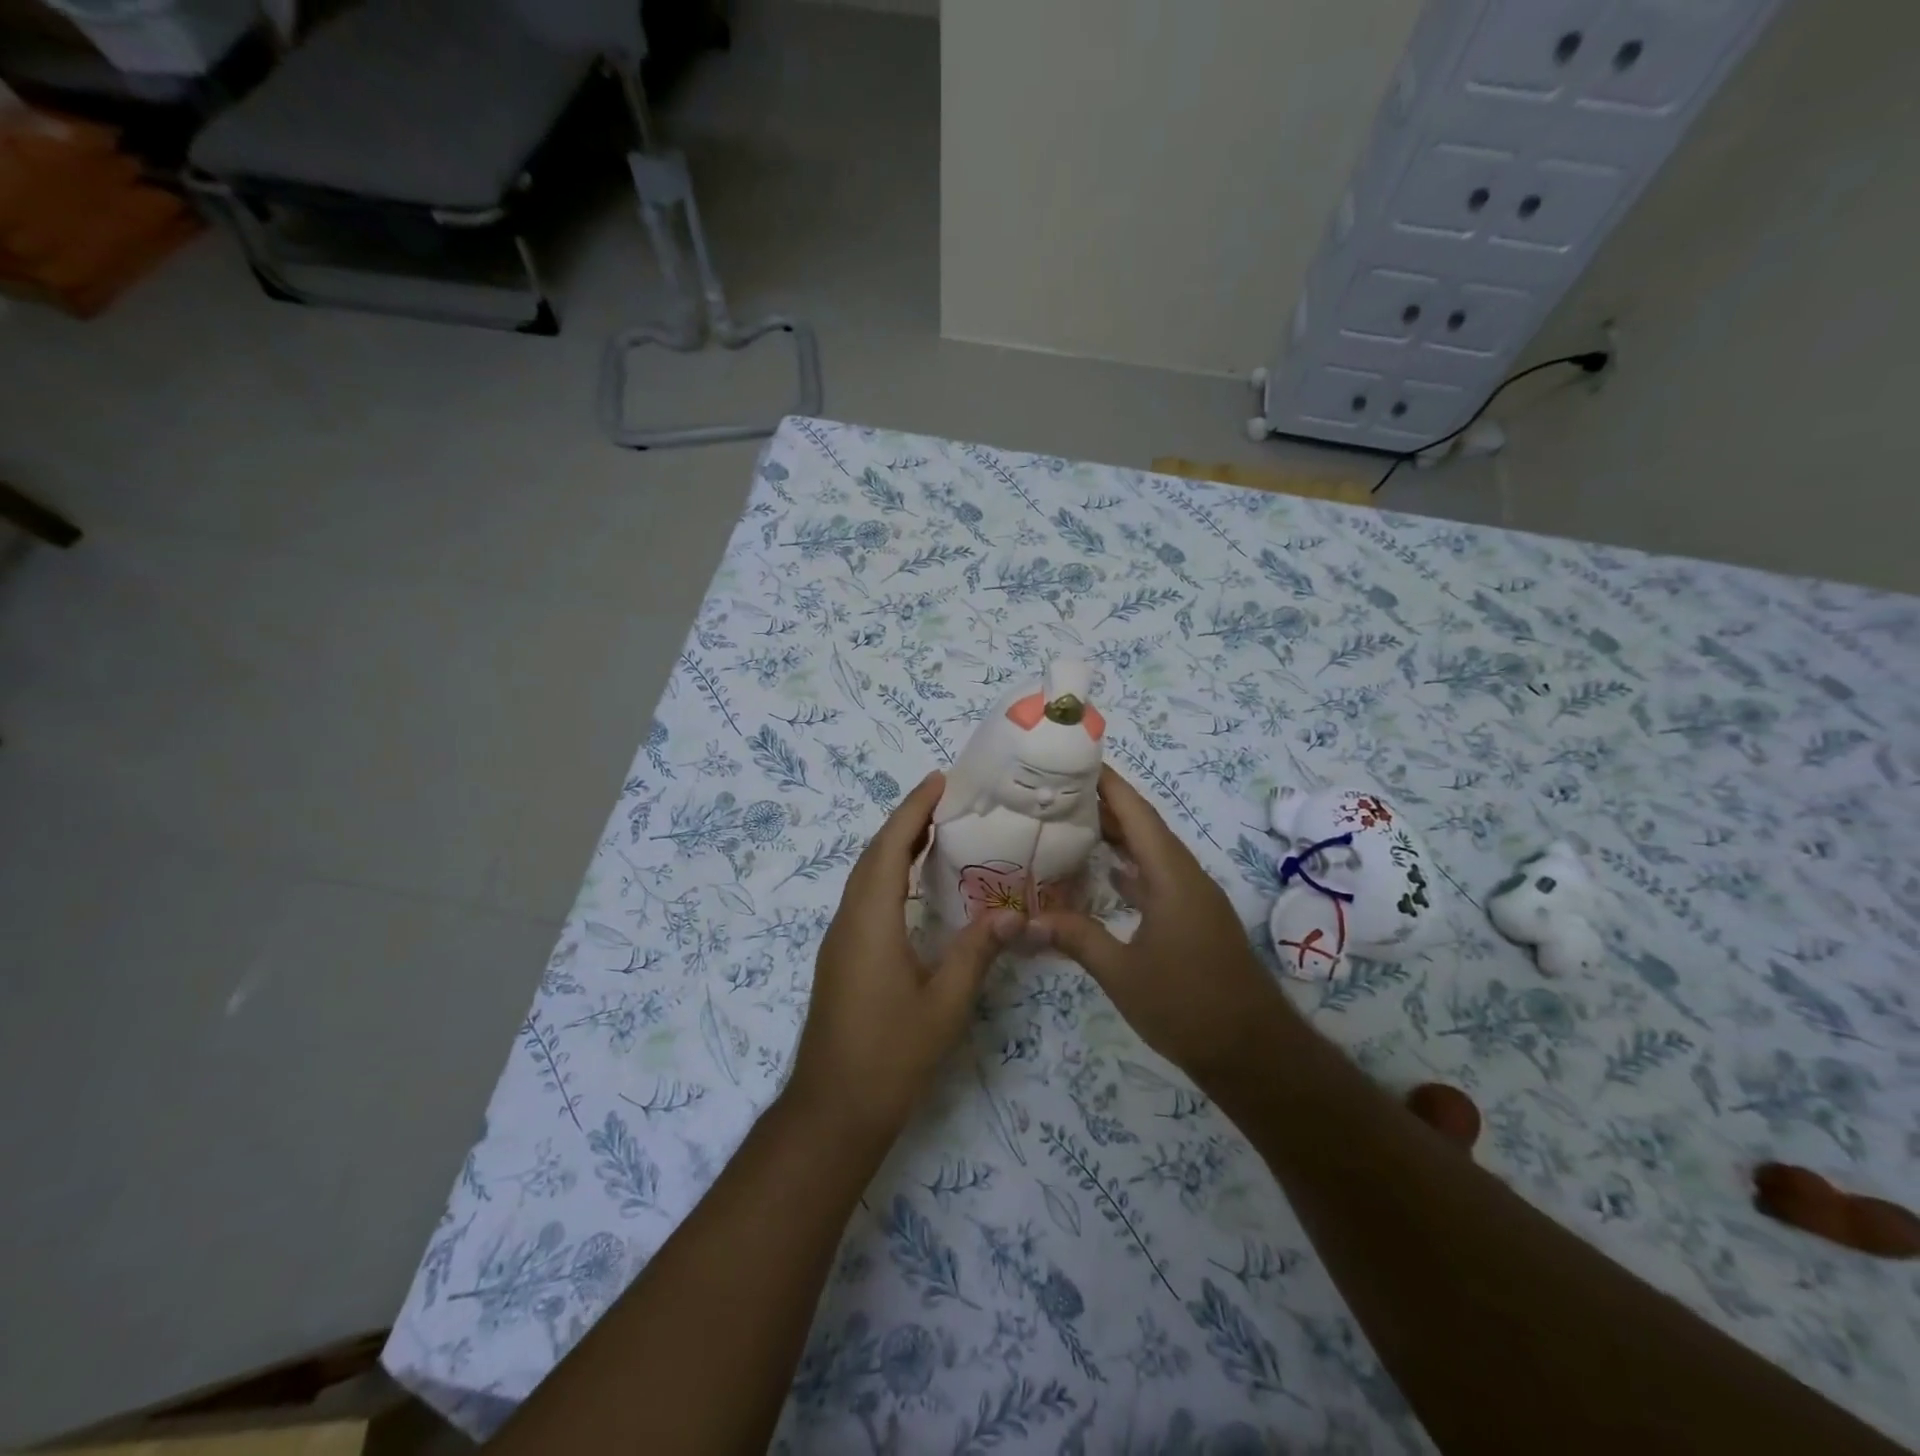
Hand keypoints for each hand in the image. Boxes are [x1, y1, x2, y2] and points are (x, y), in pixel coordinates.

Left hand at [785, 772, 1023, 1143]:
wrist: (833, 1111)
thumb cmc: (890, 1056)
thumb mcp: (944, 1004)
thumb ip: (976, 952)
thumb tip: (1012, 912)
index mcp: (870, 921)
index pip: (888, 848)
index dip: (912, 811)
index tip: (937, 781)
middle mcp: (848, 921)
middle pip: (873, 855)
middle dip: (905, 821)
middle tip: (944, 799)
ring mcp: (839, 941)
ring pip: (864, 877)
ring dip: (894, 847)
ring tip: (934, 830)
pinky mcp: (841, 958)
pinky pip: (863, 898)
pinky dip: (887, 874)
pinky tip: (912, 886)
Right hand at [1032, 765, 1296, 1086]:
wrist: (1253, 1052)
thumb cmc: (1187, 1005)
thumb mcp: (1122, 973)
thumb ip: (1076, 939)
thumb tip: (1024, 922)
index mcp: (1172, 877)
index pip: (1138, 815)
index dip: (1110, 784)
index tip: (1077, 760)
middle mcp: (1186, 877)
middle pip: (1145, 828)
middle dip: (1106, 805)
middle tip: (1060, 791)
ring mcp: (1193, 899)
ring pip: (1152, 854)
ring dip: (1119, 836)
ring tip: (1074, 822)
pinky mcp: (1194, 921)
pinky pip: (1158, 879)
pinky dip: (1131, 869)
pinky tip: (1106, 875)